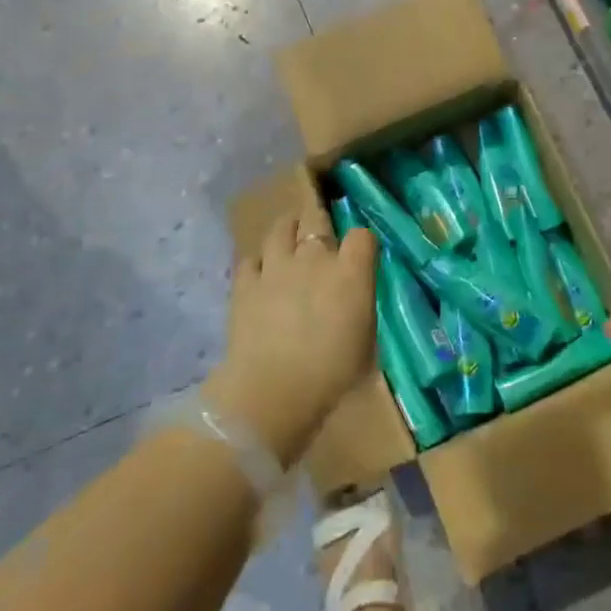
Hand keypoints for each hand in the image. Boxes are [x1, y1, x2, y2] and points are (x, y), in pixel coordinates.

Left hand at [208, 193, 377, 465]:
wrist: (272, 393)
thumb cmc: (330, 376)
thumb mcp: (366, 345)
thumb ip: (361, 310)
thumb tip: (356, 301)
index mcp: (350, 273)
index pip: (362, 235)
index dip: (361, 243)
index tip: (360, 255)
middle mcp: (314, 258)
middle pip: (317, 217)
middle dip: (319, 220)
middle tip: (319, 233)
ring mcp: (276, 266)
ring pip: (280, 229)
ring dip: (286, 230)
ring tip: (288, 239)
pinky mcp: (245, 283)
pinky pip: (251, 259)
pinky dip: (257, 264)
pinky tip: (260, 275)